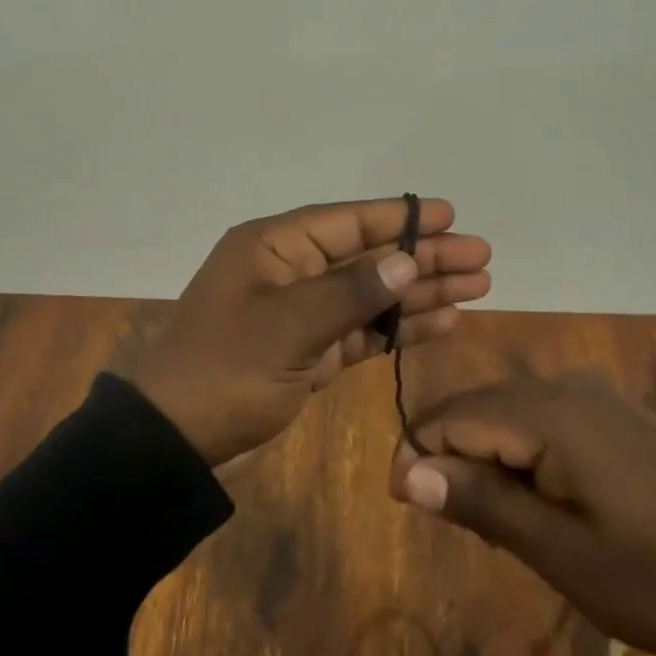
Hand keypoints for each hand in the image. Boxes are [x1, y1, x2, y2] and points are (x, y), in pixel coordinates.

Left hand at [125, 198, 491, 465]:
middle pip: (368, 257)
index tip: (451, 216)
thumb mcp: (288, 326)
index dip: (400, 219)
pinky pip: (361, 331)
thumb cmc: (225, 370)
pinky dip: (398, 328)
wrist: (174, 440)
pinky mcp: (307, 352)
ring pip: (370, 294)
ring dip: (420, 292)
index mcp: (274, 247)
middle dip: (423, 257)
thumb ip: (350, 293)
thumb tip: (406, 262)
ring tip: (477, 286)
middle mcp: (289, 271)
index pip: (347, 223)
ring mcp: (300, 313)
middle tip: (481, 257)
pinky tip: (441, 323)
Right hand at [387, 376, 655, 653]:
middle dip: (450, 457)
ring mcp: (589, 396)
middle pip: (474, 408)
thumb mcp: (562, 552)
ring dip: (483, 457)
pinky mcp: (608, 413)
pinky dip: (518, 454)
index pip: (450, 417)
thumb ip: (481, 503)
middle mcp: (561, 387)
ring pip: (504, 412)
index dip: (418, 455)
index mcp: (546, 413)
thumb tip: (407, 473)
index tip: (407, 506)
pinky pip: (538, 419)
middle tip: (457, 524)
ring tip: (493, 520)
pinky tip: (536, 500)